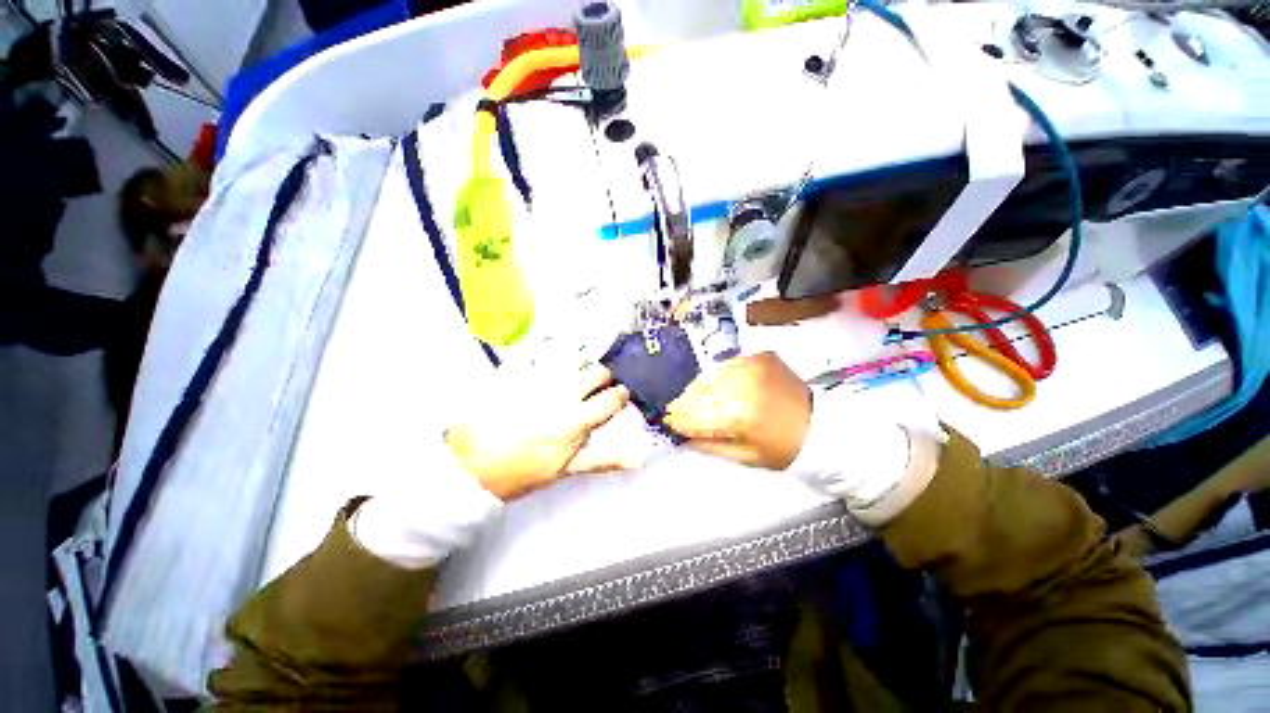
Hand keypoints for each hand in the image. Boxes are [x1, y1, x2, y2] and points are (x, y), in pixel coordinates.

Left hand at [445, 363, 629, 500]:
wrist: (468, 463)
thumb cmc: (519, 470)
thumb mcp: (564, 470)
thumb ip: (603, 459)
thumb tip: (640, 457)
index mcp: (575, 421)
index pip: (611, 399)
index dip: (620, 396)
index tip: (619, 396)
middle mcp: (561, 394)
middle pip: (596, 372)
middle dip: (602, 378)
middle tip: (595, 386)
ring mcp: (538, 379)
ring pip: (573, 358)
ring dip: (580, 363)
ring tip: (574, 373)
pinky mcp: (516, 371)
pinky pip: (540, 351)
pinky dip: (551, 350)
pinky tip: (551, 356)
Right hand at [663, 352, 811, 469]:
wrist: (822, 426)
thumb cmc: (783, 449)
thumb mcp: (745, 457)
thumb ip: (709, 446)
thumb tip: (682, 436)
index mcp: (741, 414)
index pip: (697, 413)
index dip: (679, 417)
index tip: (668, 421)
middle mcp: (744, 384)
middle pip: (701, 390)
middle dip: (686, 401)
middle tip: (678, 410)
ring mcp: (753, 365)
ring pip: (711, 374)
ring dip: (699, 388)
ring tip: (695, 398)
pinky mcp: (760, 356)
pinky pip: (727, 365)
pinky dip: (718, 376)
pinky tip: (717, 386)